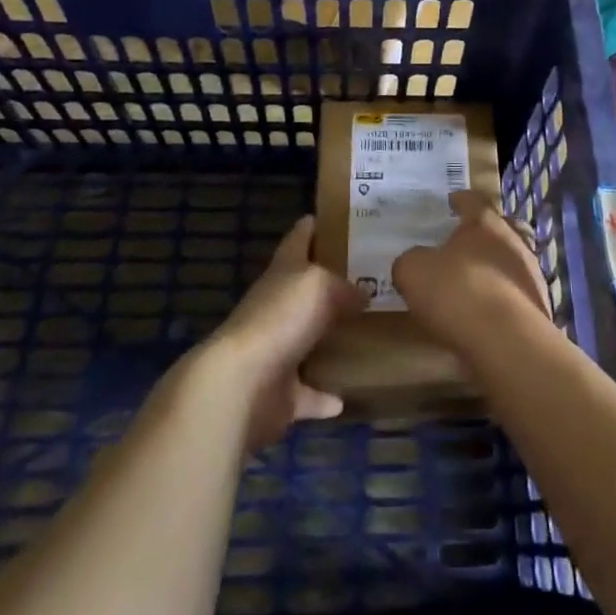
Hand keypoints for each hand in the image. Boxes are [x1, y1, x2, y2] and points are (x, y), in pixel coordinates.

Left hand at [202, 216, 365, 449]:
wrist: (241, 385)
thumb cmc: (280, 319)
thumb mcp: (319, 284)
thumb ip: (344, 286)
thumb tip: (362, 296)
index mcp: (283, 272)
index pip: (299, 238)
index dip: (316, 225)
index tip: (342, 218)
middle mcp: (276, 307)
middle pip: (306, 290)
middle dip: (334, 285)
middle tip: (374, 280)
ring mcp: (276, 351)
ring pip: (308, 341)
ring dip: (330, 341)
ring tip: (368, 334)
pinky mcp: (280, 393)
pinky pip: (309, 394)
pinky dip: (325, 396)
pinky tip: (348, 396)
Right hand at [392, 191, 551, 355]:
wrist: (507, 342)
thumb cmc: (458, 292)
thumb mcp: (413, 272)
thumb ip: (411, 261)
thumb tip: (413, 262)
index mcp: (484, 222)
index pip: (473, 200)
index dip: (460, 200)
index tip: (451, 201)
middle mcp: (513, 240)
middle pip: (500, 228)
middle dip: (483, 233)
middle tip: (464, 243)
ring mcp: (531, 274)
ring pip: (511, 261)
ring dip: (494, 268)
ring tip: (474, 283)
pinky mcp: (538, 306)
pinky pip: (515, 293)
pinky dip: (502, 297)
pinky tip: (486, 313)